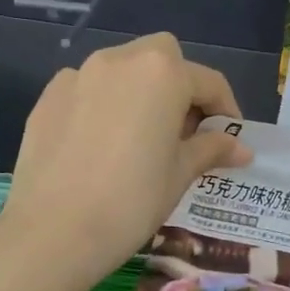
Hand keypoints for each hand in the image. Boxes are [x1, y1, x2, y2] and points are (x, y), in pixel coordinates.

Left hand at [4, 34, 250, 284]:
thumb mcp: (180, 174)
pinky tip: (100, 144)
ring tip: (140, 138)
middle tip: (183, 131)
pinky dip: (103, 104)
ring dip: (140, 92)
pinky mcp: (48, 97)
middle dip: (179, 86)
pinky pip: (87, 89)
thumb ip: (210, 149)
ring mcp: (78, 75)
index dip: (225, 110)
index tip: (229, 139)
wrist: (53, 232)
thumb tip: (241, 147)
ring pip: (122, 69)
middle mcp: (120, 60)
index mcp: (162, 73)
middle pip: (162, 58)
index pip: (208, 82)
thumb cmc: (131, 201)